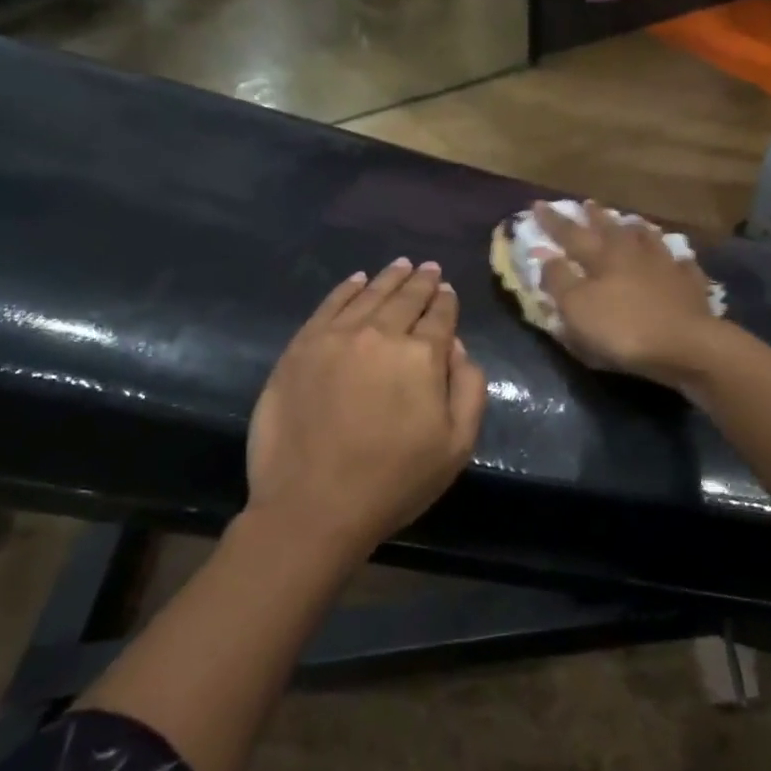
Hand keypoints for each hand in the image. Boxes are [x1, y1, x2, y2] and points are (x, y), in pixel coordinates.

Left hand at [246, 259, 485, 561]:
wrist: (313, 505)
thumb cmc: (394, 481)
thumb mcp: (457, 445)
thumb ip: (469, 389)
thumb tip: (456, 347)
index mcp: (422, 356)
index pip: (440, 316)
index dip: (446, 301)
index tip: (447, 291)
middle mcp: (380, 334)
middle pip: (405, 298)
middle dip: (421, 282)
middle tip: (428, 269)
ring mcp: (336, 337)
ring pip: (368, 294)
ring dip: (387, 278)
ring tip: (400, 265)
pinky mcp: (301, 347)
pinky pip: (329, 306)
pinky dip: (346, 289)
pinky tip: (356, 280)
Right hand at [531, 200, 726, 384]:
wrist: (686, 345)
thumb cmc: (623, 329)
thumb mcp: (577, 308)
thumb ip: (559, 280)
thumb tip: (545, 256)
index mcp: (602, 257)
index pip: (571, 234)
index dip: (553, 221)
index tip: (537, 205)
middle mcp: (633, 253)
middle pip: (611, 230)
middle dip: (595, 217)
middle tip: (586, 204)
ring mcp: (666, 266)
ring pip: (648, 239)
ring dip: (635, 229)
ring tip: (630, 222)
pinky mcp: (690, 285)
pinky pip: (681, 264)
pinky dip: (674, 258)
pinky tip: (676, 258)